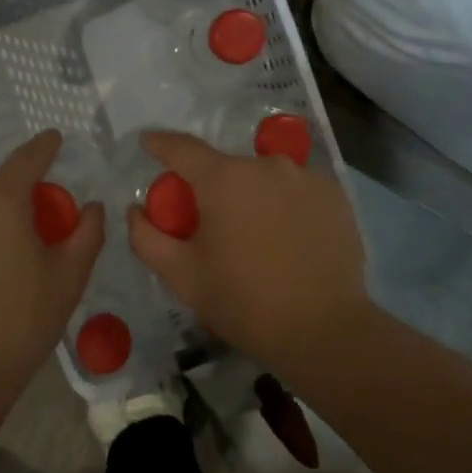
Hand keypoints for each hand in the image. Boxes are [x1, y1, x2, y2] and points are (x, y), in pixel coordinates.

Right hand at [127, 131, 370, 376]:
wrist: (323, 329)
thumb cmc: (244, 302)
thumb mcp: (183, 276)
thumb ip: (148, 238)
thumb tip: (136, 210)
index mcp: (224, 180)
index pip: (182, 148)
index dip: (160, 144)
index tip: (148, 143)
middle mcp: (266, 166)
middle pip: (227, 169)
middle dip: (212, 189)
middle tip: (210, 225)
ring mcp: (306, 177)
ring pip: (265, 179)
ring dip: (252, 198)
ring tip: (255, 238)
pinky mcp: (335, 195)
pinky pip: (297, 191)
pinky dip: (285, 206)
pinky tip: (288, 240)